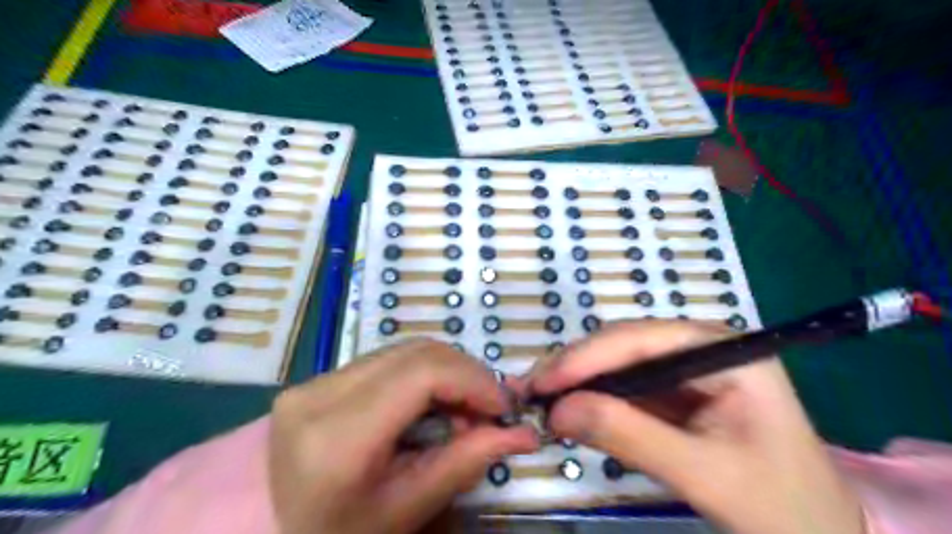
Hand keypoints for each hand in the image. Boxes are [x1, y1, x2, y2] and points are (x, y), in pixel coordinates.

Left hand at [267, 340, 539, 532]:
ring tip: (462, 409)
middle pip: (417, 353)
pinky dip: (423, 374)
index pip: (421, 374)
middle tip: (488, 409)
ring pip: (405, 350)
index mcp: (337, 436)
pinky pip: (388, 360)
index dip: (473, 381)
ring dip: (447, 372)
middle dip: (466, 374)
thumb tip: (521, 433)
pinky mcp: (320, 378)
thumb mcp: (406, 510)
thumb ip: (465, 462)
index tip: (503, 407)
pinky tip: (432, 403)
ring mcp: (316, 380)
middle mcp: (321, 393)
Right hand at [533, 322, 867, 532]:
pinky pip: (625, 385)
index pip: (642, 339)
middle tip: (530, 392)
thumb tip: (557, 412)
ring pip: (618, 362)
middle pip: (624, 344)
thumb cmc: (783, 508)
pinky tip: (569, 408)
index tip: (541, 384)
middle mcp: (702, 346)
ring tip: (540, 399)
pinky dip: (593, 397)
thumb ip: (629, 436)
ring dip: (578, 380)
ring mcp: (688, 367)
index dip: (586, 357)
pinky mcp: (676, 390)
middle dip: (576, 367)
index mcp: (726, 351)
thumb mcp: (705, 475)